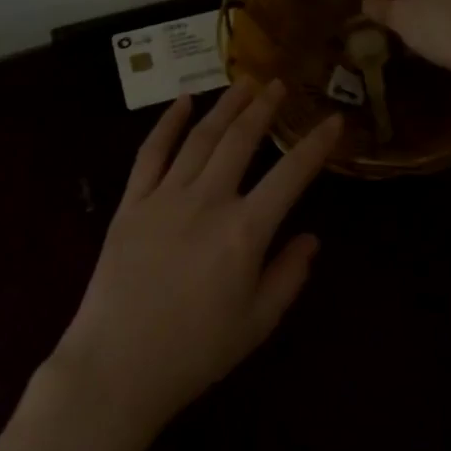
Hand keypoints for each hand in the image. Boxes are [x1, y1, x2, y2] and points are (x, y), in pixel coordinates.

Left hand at [52, 80, 341, 435]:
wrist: (116, 367)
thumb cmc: (194, 352)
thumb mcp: (256, 324)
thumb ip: (288, 276)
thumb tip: (311, 238)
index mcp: (244, 231)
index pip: (291, 175)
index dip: (316, 145)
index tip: (333, 120)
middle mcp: (207, 201)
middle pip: (240, 140)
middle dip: (263, 107)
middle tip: (278, 83)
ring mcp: (165, 197)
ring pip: (200, 137)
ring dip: (224, 106)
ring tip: (242, 82)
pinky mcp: (131, 202)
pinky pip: (151, 152)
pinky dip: (168, 123)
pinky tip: (183, 102)